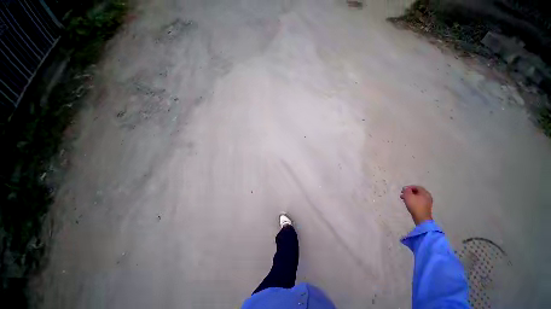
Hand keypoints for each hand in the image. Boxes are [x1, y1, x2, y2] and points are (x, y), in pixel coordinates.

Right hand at [400, 185, 432, 225]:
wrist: (421, 218)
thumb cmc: (415, 205)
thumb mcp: (408, 196)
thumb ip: (406, 190)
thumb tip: (406, 188)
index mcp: (425, 193)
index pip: (416, 187)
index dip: (409, 187)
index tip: (403, 190)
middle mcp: (427, 196)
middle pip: (417, 192)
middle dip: (409, 192)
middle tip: (402, 194)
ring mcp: (427, 202)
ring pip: (417, 197)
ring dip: (410, 197)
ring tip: (403, 199)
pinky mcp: (425, 207)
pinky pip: (418, 201)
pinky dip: (413, 200)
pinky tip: (408, 203)